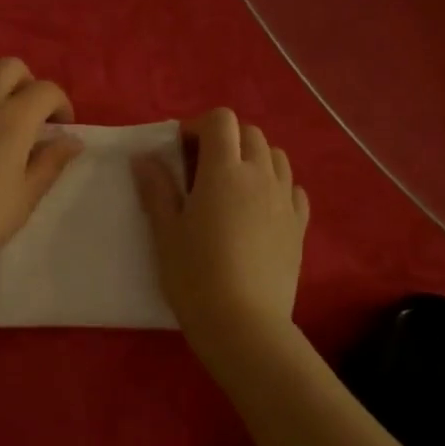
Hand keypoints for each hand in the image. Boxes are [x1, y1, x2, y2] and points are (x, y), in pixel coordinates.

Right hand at [133, 108, 308, 343]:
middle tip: (200, 169)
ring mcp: (285, 201)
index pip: (220, 121)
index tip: (179, 150)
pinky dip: (276, 186)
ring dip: (253, 158)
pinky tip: (259, 209)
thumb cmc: (195, 275)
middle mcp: (260, 176)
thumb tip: (145, 157)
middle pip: (250, 133)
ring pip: (276, 157)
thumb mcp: (165, 232)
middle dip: (225, 139)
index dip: (198, 126)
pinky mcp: (299, 226)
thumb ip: (157, 189)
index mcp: (224, 171)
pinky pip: (293, 189)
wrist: (243, 323)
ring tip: (232, 186)